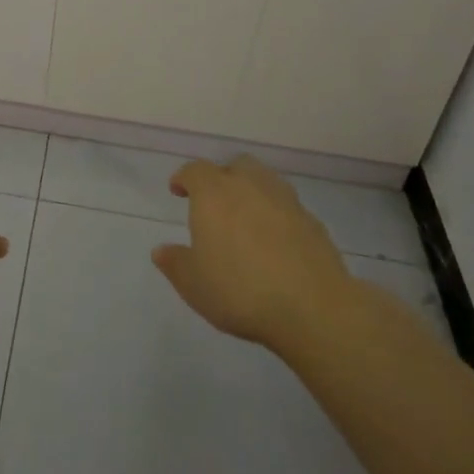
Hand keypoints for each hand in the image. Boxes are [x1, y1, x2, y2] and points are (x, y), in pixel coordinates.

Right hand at [151, 156, 356, 351]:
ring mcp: (285, 200)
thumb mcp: (194, 284)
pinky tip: (275, 241)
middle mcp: (249, 185)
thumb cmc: (240, 290)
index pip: (195, 171)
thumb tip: (161, 250)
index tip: (178, 190)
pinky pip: (286, 207)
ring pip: (264, 180)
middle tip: (215, 203)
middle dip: (222, 177)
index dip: (184, 178)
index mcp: (214, 193)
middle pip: (234, 166)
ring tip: (246, 218)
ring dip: (252, 191)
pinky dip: (276, 214)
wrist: (313, 307)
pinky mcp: (312, 221)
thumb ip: (175, 263)